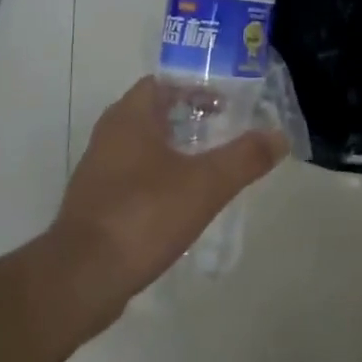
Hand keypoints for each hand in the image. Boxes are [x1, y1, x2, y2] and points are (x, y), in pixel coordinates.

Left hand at [51, 78, 287, 302]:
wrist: (82, 278)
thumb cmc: (143, 215)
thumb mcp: (206, 184)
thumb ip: (245, 157)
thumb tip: (279, 136)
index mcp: (129, 118)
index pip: (163, 83)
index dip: (195, 86)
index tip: (227, 102)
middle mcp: (109, 136)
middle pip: (154, 114)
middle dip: (190, 119)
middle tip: (226, 132)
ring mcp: (98, 172)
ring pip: (143, 147)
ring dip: (175, 150)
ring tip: (211, 166)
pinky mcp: (96, 205)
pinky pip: (134, 178)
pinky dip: (160, 179)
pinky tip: (183, 202)